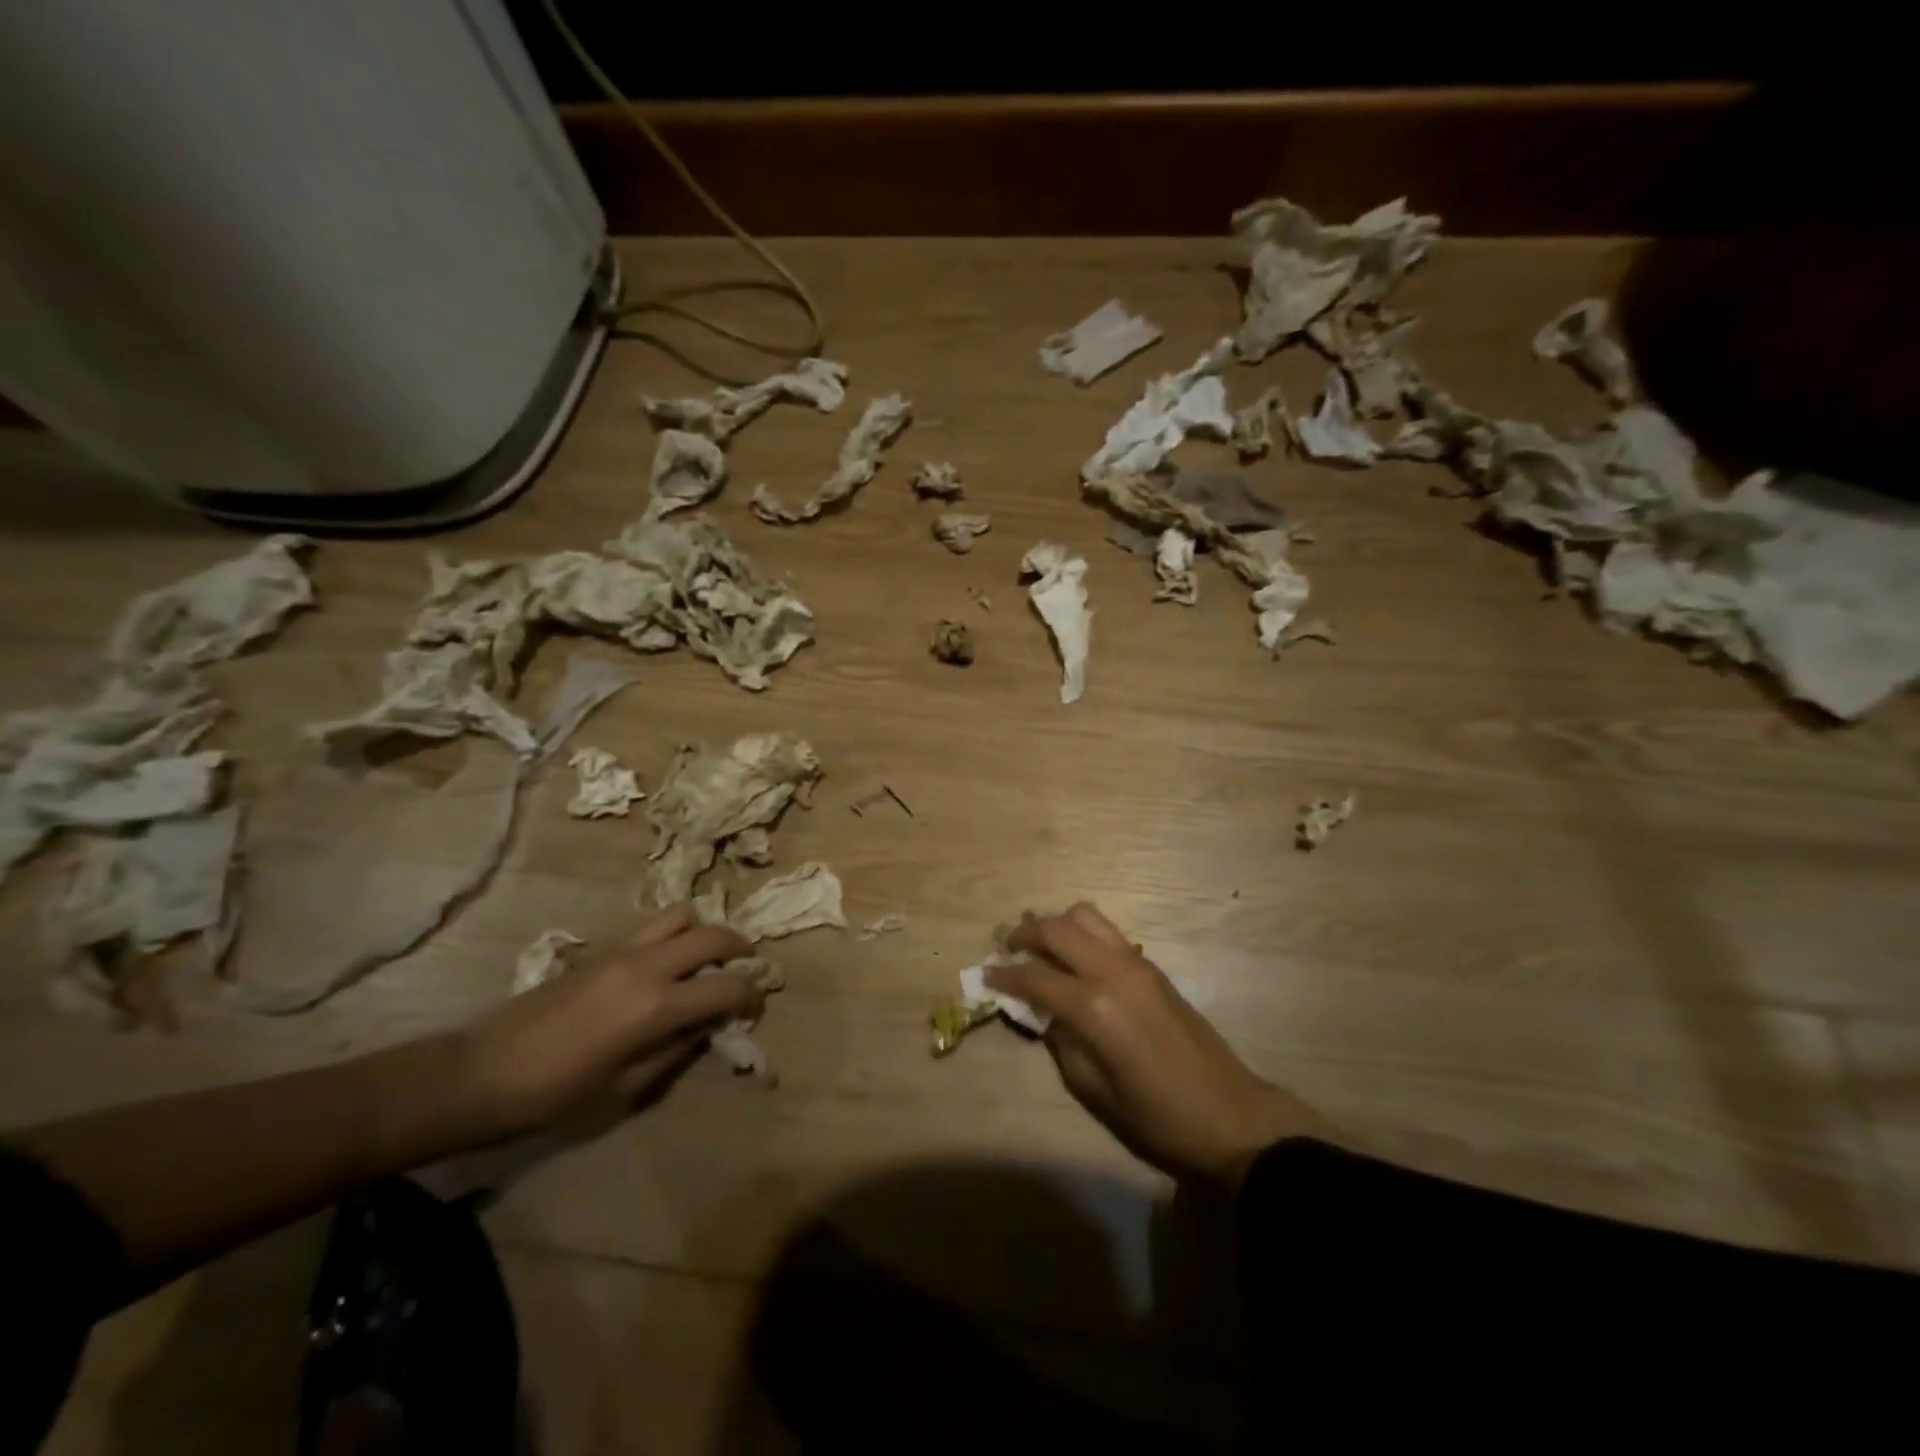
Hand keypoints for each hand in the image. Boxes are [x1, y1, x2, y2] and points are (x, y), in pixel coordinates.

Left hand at [452, 906, 760, 1140]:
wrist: (481, 1073)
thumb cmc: (555, 1094)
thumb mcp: (626, 1086)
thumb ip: (676, 1050)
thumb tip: (708, 1028)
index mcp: (657, 1006)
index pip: (727, 987)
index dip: (752, 996)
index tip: (756, 1009)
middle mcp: (647, 966)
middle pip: (712, 935)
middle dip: (739, 948)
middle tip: (745, 969)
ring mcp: (622, 950)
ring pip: (682, 915)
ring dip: (704, 931)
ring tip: (706, 957)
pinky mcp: (602, 949)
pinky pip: (652, 927)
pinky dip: (674, 935)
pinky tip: (667, 966)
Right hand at [988, 904, 1333, 1187]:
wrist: (1229, 1113)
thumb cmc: (1157, 1116)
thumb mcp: (1094, 1090)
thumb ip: (1061, 1041)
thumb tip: (1042, 1012)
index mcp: (1095, 1007)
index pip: (1035, 977)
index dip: (1004, 975)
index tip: (984, 975)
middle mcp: (1113, 971)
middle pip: (1057, 928)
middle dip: (1024, 934)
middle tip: (1006, 949)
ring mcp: (1136, 963)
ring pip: (1085, 916)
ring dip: (1055, 925)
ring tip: (1039, 946)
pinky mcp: (1152, 966)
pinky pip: (1107, 932)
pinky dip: (1081, 934)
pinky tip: (1074, 960)